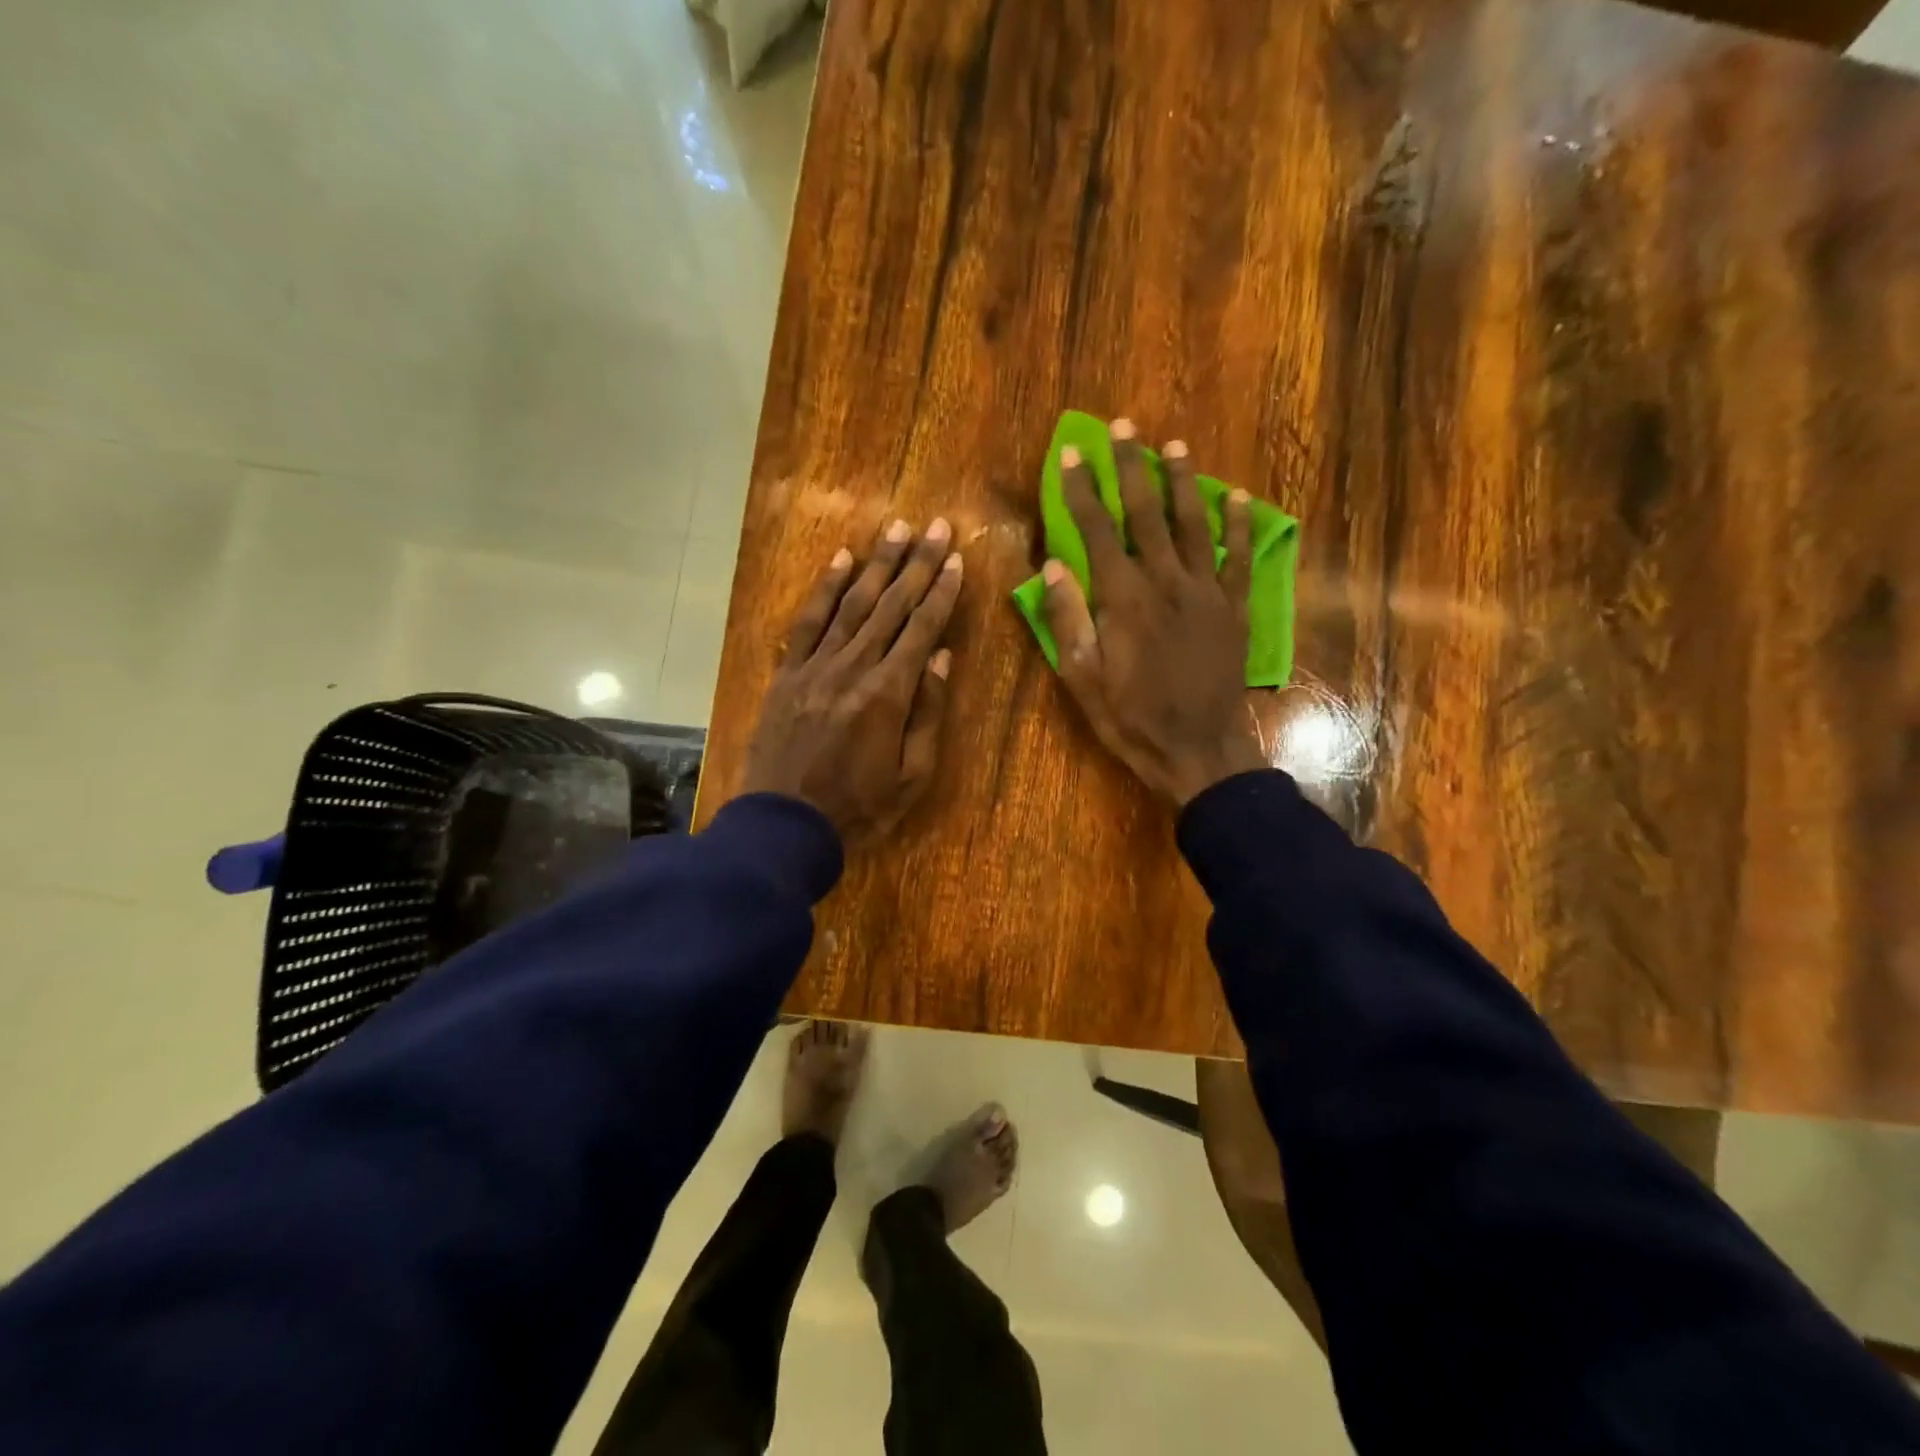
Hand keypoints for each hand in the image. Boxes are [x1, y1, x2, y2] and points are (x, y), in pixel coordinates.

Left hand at [742, 518, 962, 841]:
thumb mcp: (912, 775)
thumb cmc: (859, 806)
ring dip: (877, 564)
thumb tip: (941, 657)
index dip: (942, 592)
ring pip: (852, 603)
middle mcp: (853, 667)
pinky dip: (824, 588)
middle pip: (891, 605)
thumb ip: (928, 713)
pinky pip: (808, 622)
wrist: (784, 824)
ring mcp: (816, 666)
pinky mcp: (787, 673)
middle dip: (917, 564)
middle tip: (936, 526)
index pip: (922, 629)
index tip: (957, 559)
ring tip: (898, 529)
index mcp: (888, 694)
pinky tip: (840, 559)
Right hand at [1041, 418, 1264, 805]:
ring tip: (1172, 446)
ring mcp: (1205, 592)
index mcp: (1123, 598)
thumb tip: (1052, 567)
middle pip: (1146, 512)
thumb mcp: (1082, 678)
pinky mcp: (1234, 608)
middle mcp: (1165, 581)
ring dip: (1181, 481)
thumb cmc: (1131, 718)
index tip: (1069, 455)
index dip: (1080, 490)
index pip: (1097, 530)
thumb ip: (1068, 619)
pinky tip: (1236, 497)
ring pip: (1193, 523)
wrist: (1197, 749)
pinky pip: (1238, 557)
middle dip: (1129, 467)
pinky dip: (1239, 525)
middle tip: (1122, 428)